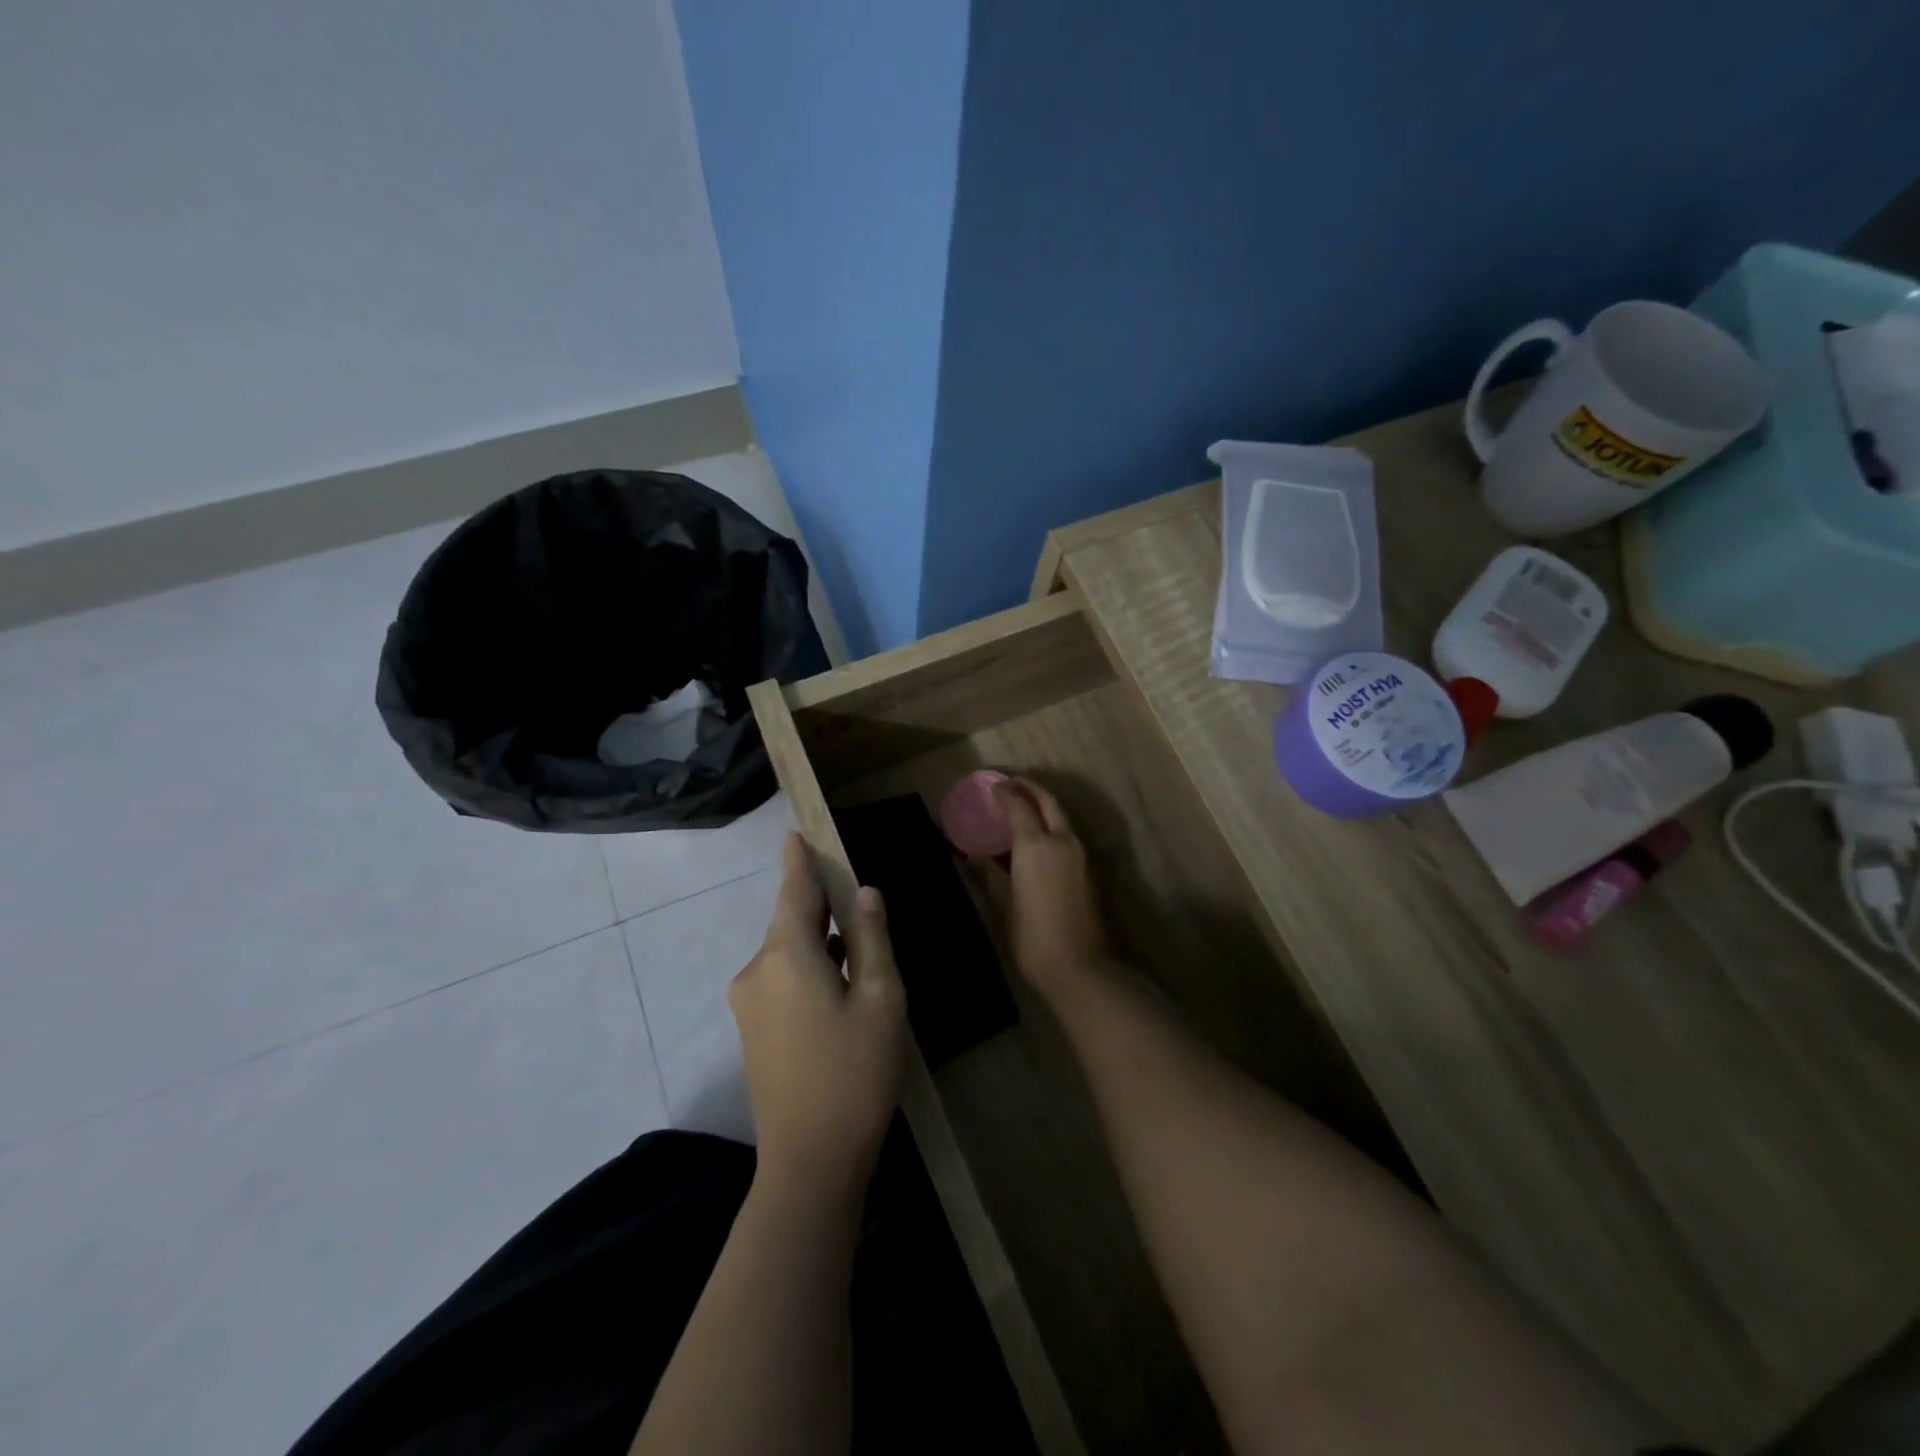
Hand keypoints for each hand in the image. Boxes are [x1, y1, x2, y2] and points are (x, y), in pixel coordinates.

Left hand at [730, 833, 906, 1196]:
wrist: (810, 1163)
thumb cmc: (855, 1073)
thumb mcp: (881, 1000)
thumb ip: (871, 939)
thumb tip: (864, 893)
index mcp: (787, 955)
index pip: (793, 890)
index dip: (798, 859)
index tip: (795, 832)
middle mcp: (757, 970)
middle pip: (791, 922)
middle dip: (821, 908)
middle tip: (858, 905)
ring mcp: (748, 1002)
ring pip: (788, 953)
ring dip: (818, 944)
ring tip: (859, 955)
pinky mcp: (750, 1030)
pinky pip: (780, 979)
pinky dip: (807, 970)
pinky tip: (838, 991)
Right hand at [991, 777, 1112, 1000]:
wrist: (1083, 968)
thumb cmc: (1034, 938)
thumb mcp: (1004, 906)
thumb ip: (989, 875)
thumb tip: (972, 856)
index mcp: (1036, 845)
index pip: (1020, 806)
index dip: (1006, 793)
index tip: (993, 785)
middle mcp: (1063, 841)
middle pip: (1049, 801)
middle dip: (1031, 788)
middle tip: (1013, 783)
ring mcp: (1082, 855)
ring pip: (1063, 817)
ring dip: (1045, 806)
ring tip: (1025, 807)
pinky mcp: (1092, 870)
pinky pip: (1070, 835)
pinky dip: (1054, 826)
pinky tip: (1041, 838)